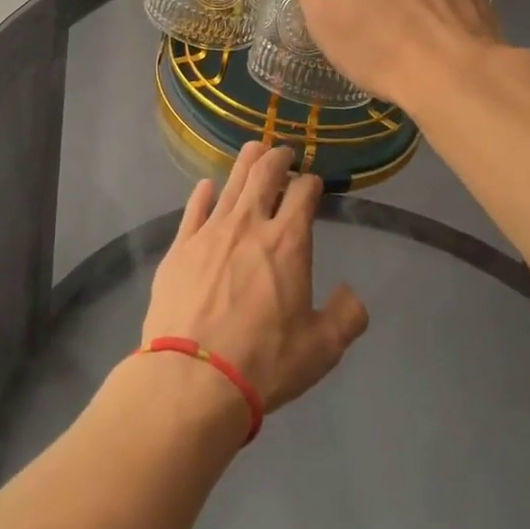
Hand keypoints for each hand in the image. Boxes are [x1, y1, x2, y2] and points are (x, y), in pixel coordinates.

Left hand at [142, 143, 368, 417]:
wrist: (192, 378)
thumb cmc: (264, 361)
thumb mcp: (322, 348)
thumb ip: (346, 316)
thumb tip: (350, 293)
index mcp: (288, 242)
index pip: (303, 192)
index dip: (311, 182)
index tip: (313, 183)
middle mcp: (249, 224)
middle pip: (264, 173)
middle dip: (278, 157)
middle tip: (283, 151)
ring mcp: (210, 232)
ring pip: (230, 182)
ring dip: (245, 162)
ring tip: (253, 150)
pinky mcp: (179, 247)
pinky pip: (193, 208)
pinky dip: (204, 192)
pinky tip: (207, 186)